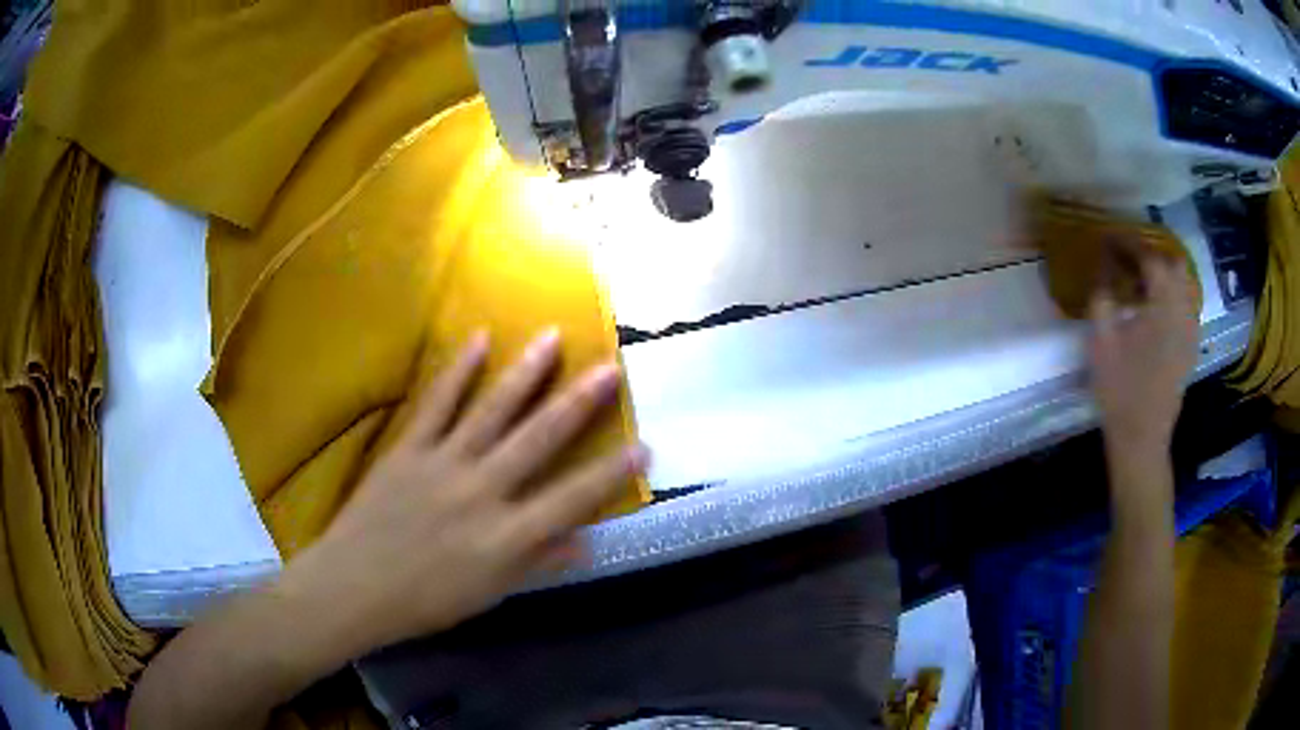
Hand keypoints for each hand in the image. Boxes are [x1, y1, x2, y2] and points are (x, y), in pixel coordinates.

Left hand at [283, 330, 647, 652]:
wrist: (354, 587)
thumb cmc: (426, 601)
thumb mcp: (490, 593)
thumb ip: (538, 563)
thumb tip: (587, 544)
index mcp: (506, 537)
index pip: (572, 500)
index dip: (611, 475)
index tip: (643, 446)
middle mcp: (482, 491)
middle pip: (539, 440)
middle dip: (579, 402)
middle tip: (609, 368)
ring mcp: (443, 463)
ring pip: (493, 410)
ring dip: (526, 372)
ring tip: (553, 337)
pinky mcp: (409, 448)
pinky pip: (437, 403)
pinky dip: (459, 370)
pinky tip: (480, 339)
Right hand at [1089, 254, 1199, 459]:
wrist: (1142, 437)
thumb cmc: (1119, 388)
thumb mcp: (1101, 340)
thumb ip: (1102, 296)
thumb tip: (1103, 268)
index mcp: (1162, 302)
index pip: (1147, 256)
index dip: (1126, 243)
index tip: (1107, 239)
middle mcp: (1183, 308)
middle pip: (1174, 263)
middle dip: (1151, 254)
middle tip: (1128, 260)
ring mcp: (1190, 329)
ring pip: (1184, 284)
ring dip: (1164, 275)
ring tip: (1141, 283)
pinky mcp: (1190, 346)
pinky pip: (1186, 306)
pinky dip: (1172, 296)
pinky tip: (1155, 309)